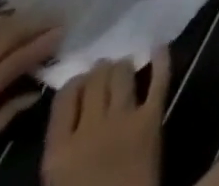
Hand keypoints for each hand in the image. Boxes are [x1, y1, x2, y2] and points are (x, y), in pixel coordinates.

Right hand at [43, 53, 169, 185]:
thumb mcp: (57, 180)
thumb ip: (61, 147)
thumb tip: (71, 114)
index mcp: (58, 152)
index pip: (65, 97)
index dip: (75, 83)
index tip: (81, 81)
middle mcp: (89, 129)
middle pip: (96, 80)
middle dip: (100, 70)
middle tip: (104, 68)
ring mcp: (124, 119)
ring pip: (123, 73)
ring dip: (123, 65)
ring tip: (124, 63)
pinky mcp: (153, 117)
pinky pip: (159, 79)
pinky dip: (161, 58)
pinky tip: (159, 46)